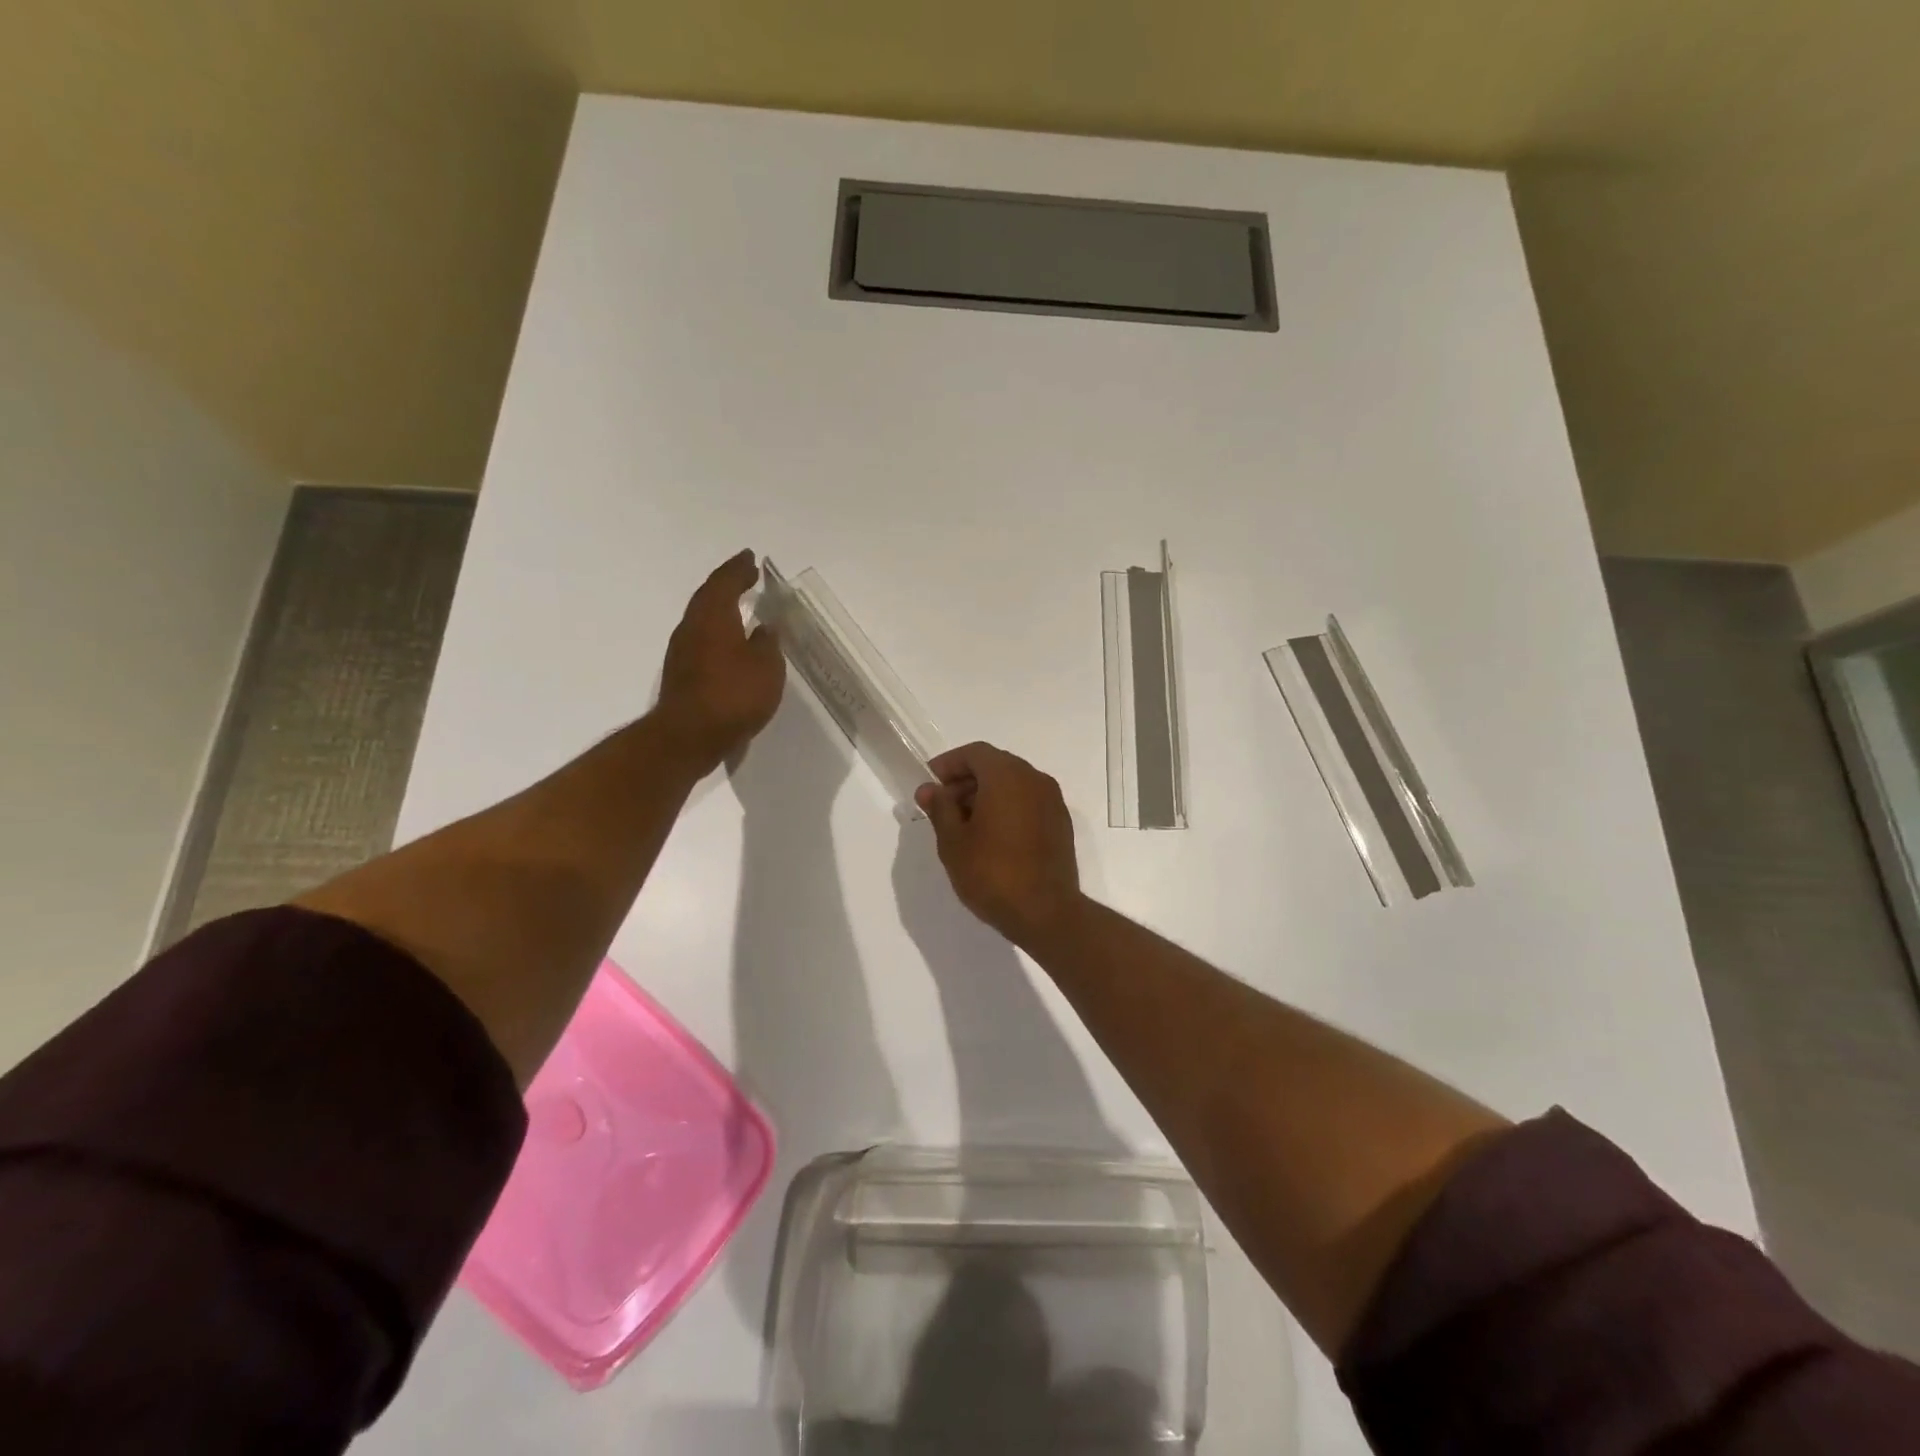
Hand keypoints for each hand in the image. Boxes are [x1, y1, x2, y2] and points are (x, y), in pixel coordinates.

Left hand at [656, 551, 785, 772]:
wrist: (688, 737)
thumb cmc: (733, 696)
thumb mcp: (766, 667)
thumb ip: (767, 643)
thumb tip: (765, 628)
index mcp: (713, 617)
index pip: (725, 582)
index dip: (739, 569)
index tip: (751, 558)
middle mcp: (692, 627)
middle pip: (708, 596)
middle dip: (727, 584)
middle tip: (745, 576)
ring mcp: (682, 651)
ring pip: (702, 619)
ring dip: (720, 608)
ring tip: (740, 607)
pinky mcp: (681, 674)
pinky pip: (701, 640)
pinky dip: (716, 632)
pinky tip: (730, 643)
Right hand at [914, 742, 1083, 946]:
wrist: (1046, 912)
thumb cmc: (992, 873)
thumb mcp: (953, 841)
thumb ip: (940, 809)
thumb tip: (929, 789)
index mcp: (1007, 776)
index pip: (975, 753)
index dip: (950, 764)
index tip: (931, 783)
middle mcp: (1034, 779)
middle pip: (996, 765)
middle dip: (967, 780)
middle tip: (943, 806)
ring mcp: (1052, 801)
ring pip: (1014, 784)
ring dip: (987, 795)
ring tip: (965, 825)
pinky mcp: (1061, 823)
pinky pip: (1029, 802)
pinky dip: (1008, 808)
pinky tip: (992, 836)